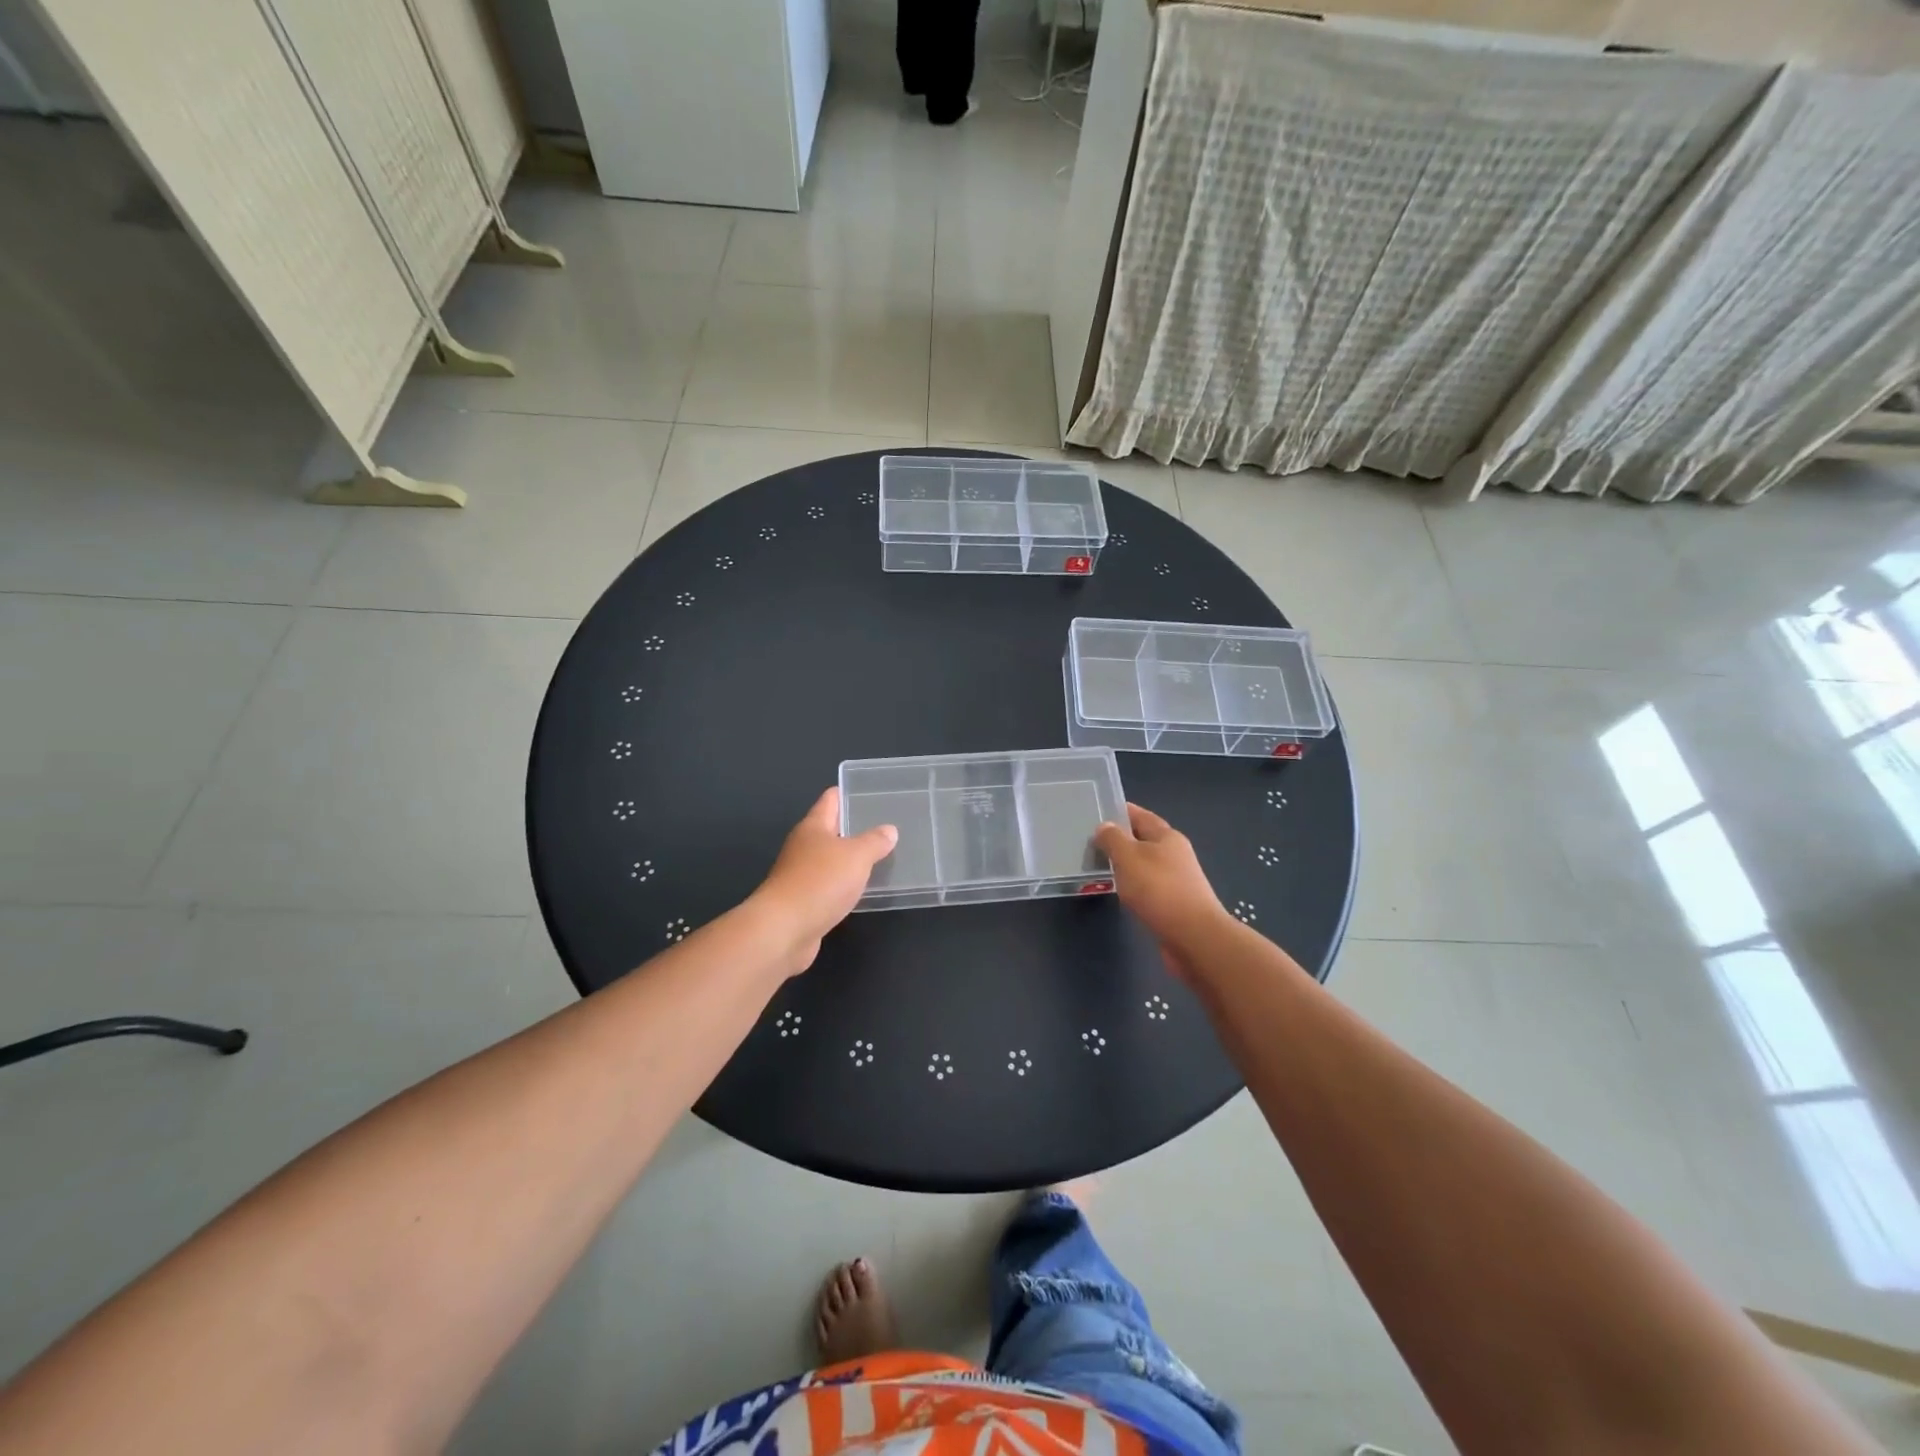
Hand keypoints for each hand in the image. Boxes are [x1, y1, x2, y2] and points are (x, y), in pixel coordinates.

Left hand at [753, 787, 898, 973]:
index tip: (869, 792)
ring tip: (880, 857)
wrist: (783, 930)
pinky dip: (844, 885)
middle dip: (854, 828)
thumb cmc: (820, 882)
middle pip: (830, 830)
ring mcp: (800, 875)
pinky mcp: (803, 902)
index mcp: (813, 827)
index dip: (847, 793)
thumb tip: (889, 830)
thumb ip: (874, 842)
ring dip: (850, 859)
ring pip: (830, 860)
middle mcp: (803, 847)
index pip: (830, 800)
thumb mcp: (856, 856)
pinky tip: (861, 890)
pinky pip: (829, 886)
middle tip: (885, 827)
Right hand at [1093, 803, 1230, 968]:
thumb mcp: (1128, 858)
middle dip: (1120, 839)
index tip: (1097, 810)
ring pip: (1145, 864)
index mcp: (1167, 836)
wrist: (1194, 937)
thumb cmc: (1159, 890)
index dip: (1120, 811)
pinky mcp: (1174, 903)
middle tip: (1091, 841)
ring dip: (1126, 864)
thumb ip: (1113, 839)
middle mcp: (1175, 854)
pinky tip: (1120, 892)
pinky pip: (1148, 886)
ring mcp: (1177, 879)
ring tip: (1100, 866)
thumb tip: (1104, 826)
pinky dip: (1133, 885)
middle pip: (1144, 839)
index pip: (1140, 815)